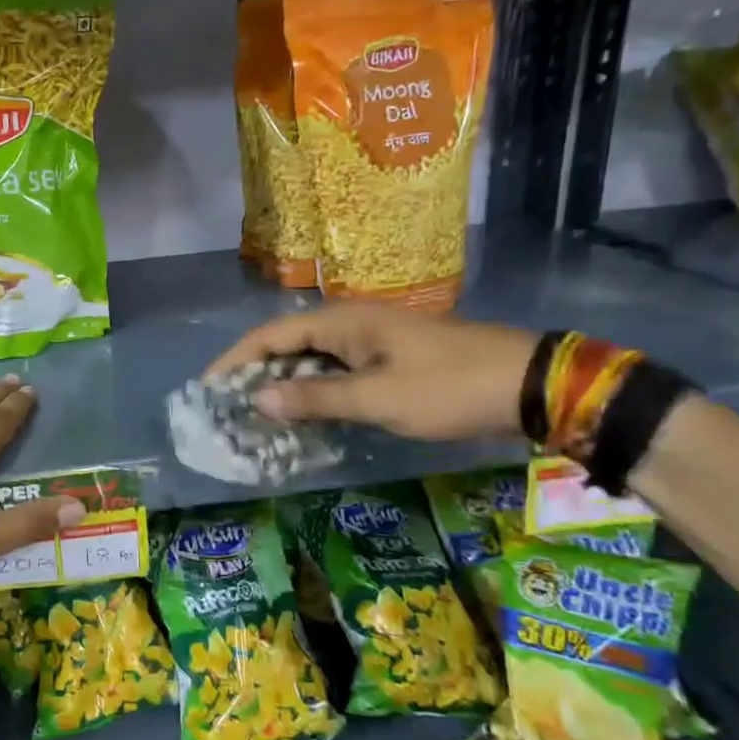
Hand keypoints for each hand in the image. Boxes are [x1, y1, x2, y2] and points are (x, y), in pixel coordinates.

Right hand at [208, 302, 537, 440]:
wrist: (530, 386)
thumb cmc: (448, 387)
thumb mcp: (378, 397)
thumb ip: (316, 398)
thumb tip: (257, 399)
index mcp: (342, 321)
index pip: (270, 335)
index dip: (235, 360)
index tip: (208, 388)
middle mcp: (351, 324)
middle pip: (287, 345)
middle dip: (256, 375)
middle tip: (229, 410)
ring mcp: (372, 342)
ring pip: (312, 361)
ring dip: (285, 386)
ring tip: (258, 418)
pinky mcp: (389, 361)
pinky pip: (337, 374)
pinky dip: (315, 393)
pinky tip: (306, 418)